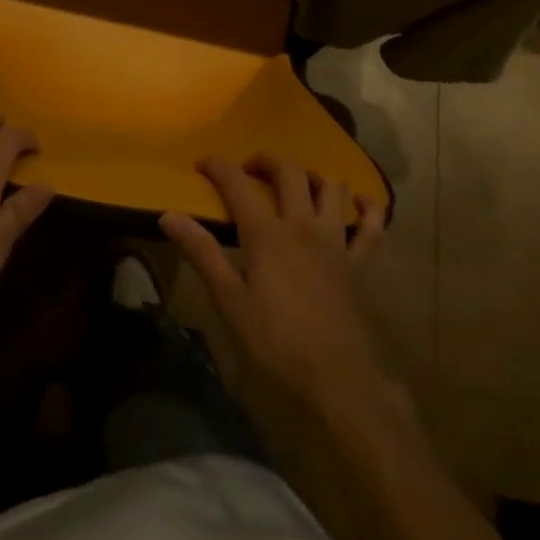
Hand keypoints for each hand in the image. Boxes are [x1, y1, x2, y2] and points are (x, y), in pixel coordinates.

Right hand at [161, 156, 386, 410]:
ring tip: (297, 182)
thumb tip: (168, 215)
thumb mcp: (229, 300)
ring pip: (330, 187)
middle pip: (288, 172)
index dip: (218, 166)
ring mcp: (335, 240)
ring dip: (312, 175)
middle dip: (266, 161)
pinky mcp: (359, 262)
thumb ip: (201, 252)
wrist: (335, 378)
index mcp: (267, 233)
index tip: (203, 163)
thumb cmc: (274, 341)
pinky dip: (367, 207)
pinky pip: (372, 225)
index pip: (237, 184)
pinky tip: (356, 202)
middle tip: (250, 169)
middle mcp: (302, 224)